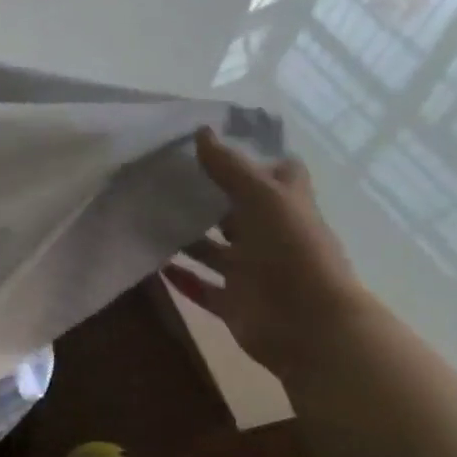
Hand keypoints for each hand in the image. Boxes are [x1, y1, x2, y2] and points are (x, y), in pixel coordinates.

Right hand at [166, 127, 373, 382]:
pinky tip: (153, 266)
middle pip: (235, 213)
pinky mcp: (234, 303)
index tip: (214, 148)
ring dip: (186, 240)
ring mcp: (251, 273)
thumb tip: (201, 131)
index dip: (252, 161)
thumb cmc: (293, 251)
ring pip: (213, 251)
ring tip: (147, 221)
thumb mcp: (263, 197)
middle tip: (162, 183)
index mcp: (284, 207)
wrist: (309, 325)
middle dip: (206, 200)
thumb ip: (230, 167)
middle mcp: (269, 237)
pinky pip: (202, 289)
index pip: (275, 175)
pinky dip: (180, 280)